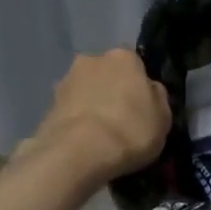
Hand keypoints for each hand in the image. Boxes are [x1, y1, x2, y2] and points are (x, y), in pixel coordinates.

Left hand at [31, 48, 170, 181]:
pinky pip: (71, 111)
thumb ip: (157, 97)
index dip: (139, 85)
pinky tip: (84, 142)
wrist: (78, 153)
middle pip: (107, 74)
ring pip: (86, 91)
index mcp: (124, 57)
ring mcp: (66, 81)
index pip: (135, 64)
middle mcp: (92, 60)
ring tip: (100, 135)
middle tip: (121, 119)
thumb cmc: (130, 130)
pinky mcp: (48, 105)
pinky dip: (77, 122)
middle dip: (112, 91)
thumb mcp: (163, 117)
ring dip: (92, 105)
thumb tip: (149, 90)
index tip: (142, 106)